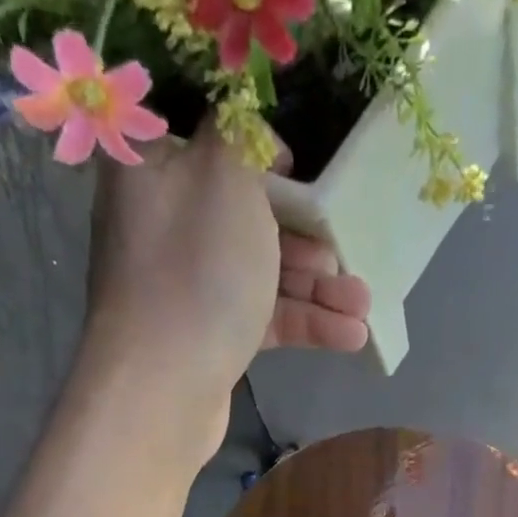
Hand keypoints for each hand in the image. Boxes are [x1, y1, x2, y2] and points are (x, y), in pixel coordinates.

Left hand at [78, 123, 371, 458]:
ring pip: (260, 272)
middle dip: (305, 236)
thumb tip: (244, 125)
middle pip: (245, 215)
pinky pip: (261, 316)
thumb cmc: (196, 272)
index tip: (296, 170)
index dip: (256, 151)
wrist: (161, 391)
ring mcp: (185, 286)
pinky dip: (303, 323)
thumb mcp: (224, 177)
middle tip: (342, 253)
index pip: (206, 142)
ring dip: (317, 288)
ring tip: (364, 305)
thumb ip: (239, 134)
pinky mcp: (207, 336)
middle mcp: (164, 225)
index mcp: (153, 171)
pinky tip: (350, 336)